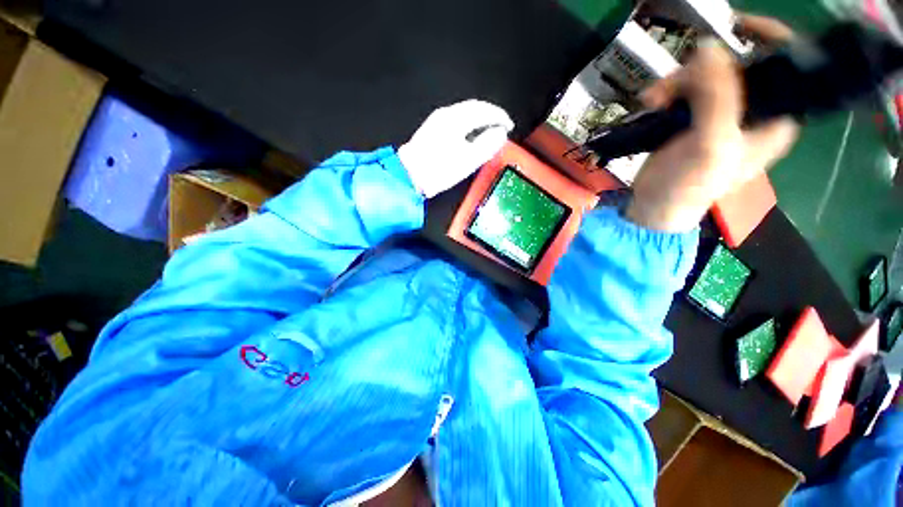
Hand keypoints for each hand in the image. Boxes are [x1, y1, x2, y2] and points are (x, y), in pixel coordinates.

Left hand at [399, 99, 513, 197]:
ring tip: (489, 131)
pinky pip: (457, 119)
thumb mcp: (468, 160)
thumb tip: (500, 133)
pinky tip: (471, 135)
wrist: (410, 176)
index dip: (500, 117)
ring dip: (480, 119)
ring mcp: (437, 119)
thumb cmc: (439, 170)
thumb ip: (487, 145)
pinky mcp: (432, 128)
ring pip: (465, 113)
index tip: (509, 126)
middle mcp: (447, 114)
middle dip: (491, 115)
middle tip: (501, 126)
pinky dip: (469, 124)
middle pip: (474, 107)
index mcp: (457, 119)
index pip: (484, 110)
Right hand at [626, 17, 798, 232]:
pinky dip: (667, 92)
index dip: (768, 38)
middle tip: (672, 86)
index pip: (786, 64)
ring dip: (676, 82)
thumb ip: (718, 96)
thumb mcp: (711, 143)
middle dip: (702, 70)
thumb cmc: (690, 185)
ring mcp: (721, 113)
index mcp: (776, 116)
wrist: (654, 206)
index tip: (737, 26)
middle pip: (736, 65)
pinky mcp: (694, 118)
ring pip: (705, 75)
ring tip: (653, 100)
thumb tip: (709, 47)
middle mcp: (754, 109)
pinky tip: (652, 102)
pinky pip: (685, 89)